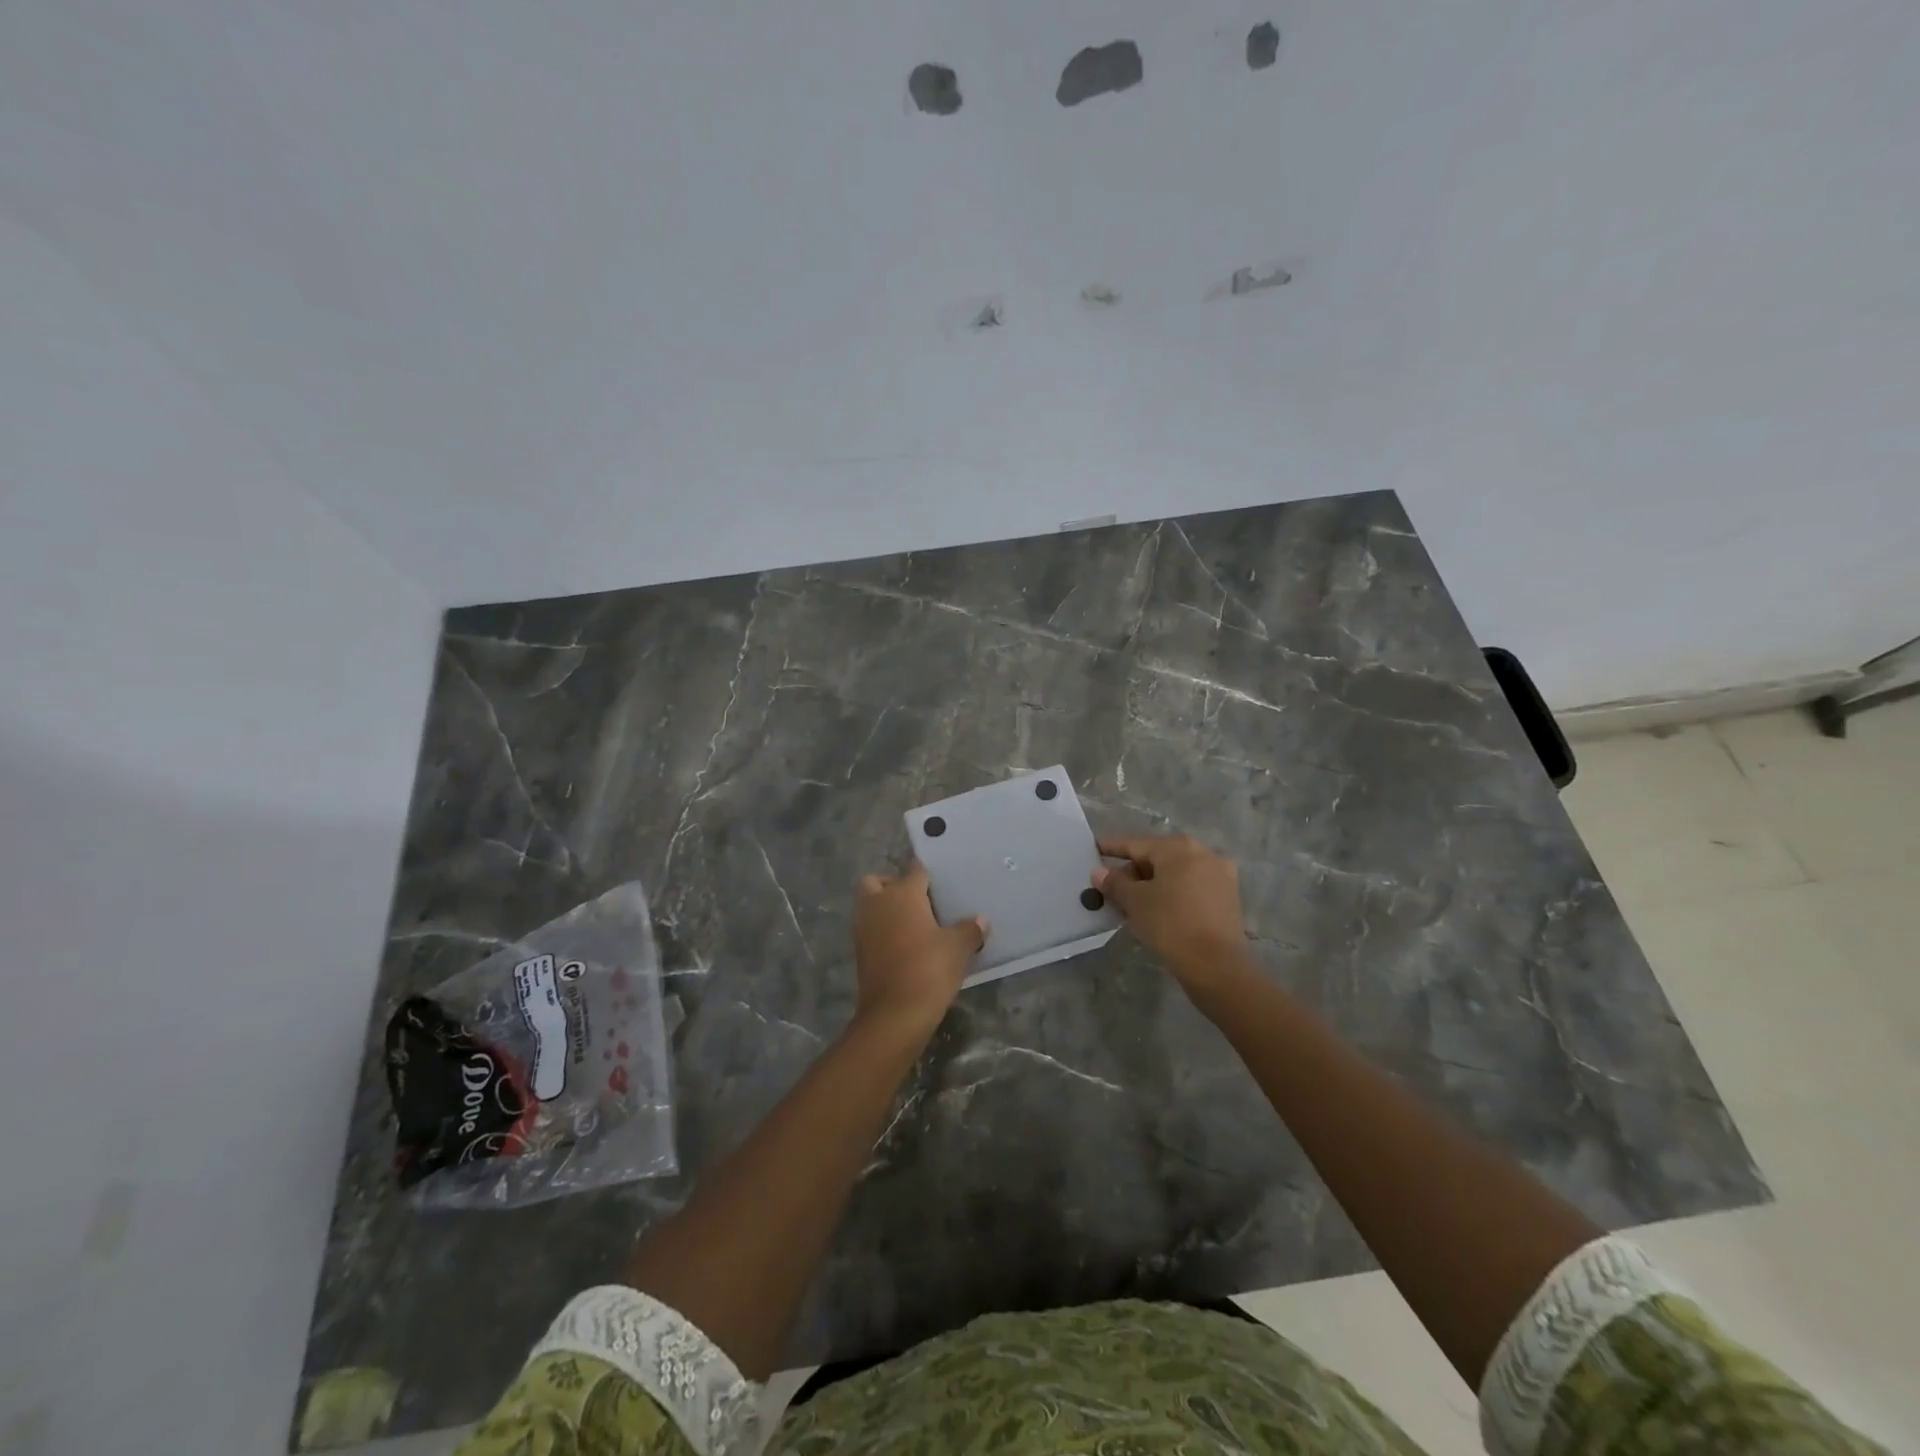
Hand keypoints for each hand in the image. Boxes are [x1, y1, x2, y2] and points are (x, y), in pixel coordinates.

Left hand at [852, 862, 986, 1039]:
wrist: (894, 1015)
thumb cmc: (929, 970)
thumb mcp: (959, 948)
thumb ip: (970, 929)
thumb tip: (980, 920)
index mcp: (902, 894)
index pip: (915, 870)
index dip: (928, 873)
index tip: (941, 882)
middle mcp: (878, 904)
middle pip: (878, 881)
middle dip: (893, 885)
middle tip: (919, 901)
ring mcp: (864, 928)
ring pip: (869, 905)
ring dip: (886, 908)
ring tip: (915, 924)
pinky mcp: (860, 951)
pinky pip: (870, 928)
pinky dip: (882, 930)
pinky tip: (906, 945)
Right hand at [1094, 834, 1248, 988]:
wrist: (1216, 965)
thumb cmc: (1170, 924)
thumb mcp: (1135, 902)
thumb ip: (1115, 883)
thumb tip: (1099, 872)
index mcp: (1178, 848)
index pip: (1136, 844)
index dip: (1112, 848)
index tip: (1095, 849)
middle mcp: (1202, 853)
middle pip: (1158, 856)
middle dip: (1134, 870)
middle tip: (1112, 886)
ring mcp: (1220, 874)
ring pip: (1176, 872)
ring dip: (1153, 882)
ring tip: (1132, 901)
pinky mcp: (1228, 897)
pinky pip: (1191, 886)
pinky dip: (1172, 892)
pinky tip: (1158, 908)